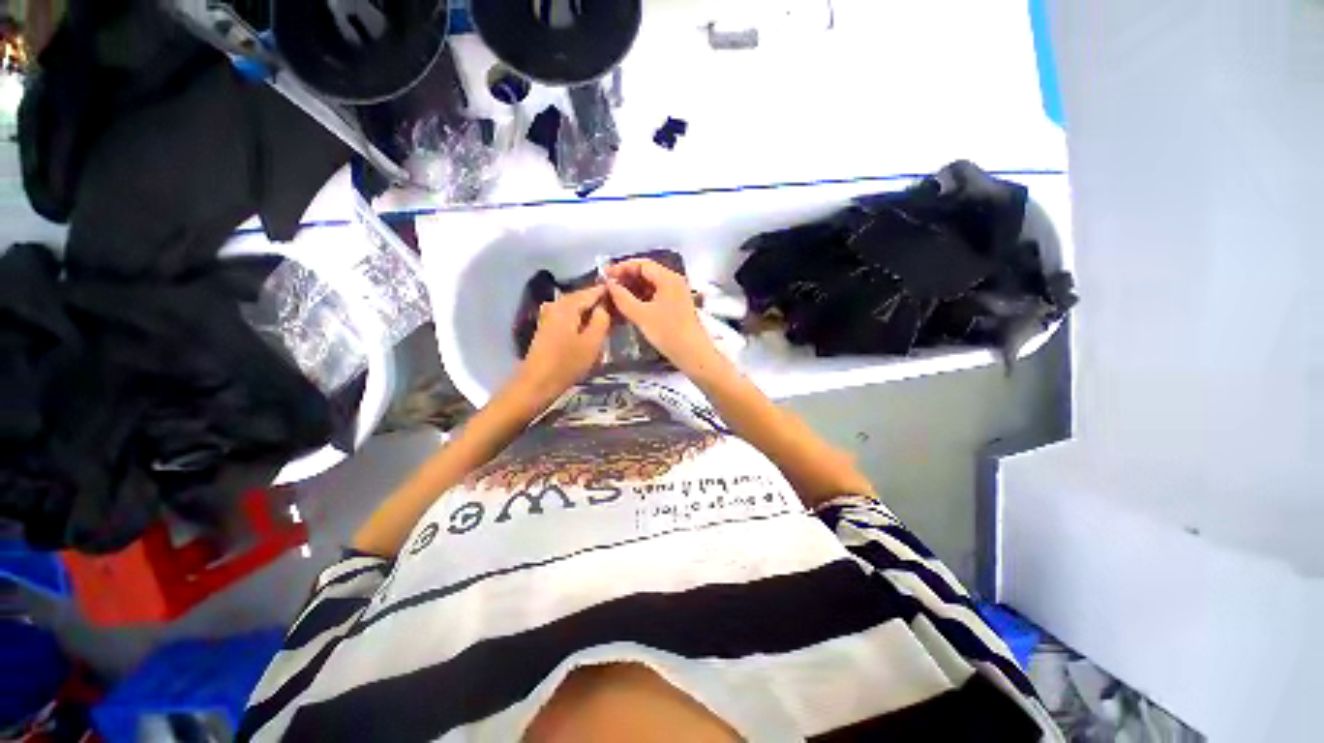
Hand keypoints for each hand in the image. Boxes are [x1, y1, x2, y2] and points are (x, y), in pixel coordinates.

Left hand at [517, 285, 611, 400]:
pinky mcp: (548, 327)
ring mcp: (550, 315)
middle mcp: (556, 304)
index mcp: (567, 305)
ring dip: (592, 314)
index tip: (624, 298)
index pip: (592, 291)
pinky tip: (592, 331)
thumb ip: (602, 319)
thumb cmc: (567, 363)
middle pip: (583, 298)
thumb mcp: (592, 342)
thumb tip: (605, 305)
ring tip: (609, 323)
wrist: (537, 383)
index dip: (609, 293)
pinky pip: (570, 317)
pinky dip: (582, 321)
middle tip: (620, 313)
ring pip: (577, 309)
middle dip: (601, 304)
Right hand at [605, 259, 722, 376]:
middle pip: (647, 272)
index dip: (622, 268)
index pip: (642, 264)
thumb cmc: (667, 332)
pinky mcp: (675, 305)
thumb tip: (610, 284)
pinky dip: (642, 297)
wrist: (691, 353)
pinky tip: (629, 306)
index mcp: (668, 278)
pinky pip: (655, 294)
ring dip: (633, 289)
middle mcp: (674, 281)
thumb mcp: (641, 315)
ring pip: (650, 284)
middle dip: (627, 278)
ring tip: (616, 297)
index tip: (606, 276)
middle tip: (609, 287)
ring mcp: (676, 293)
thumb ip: (622, 298)